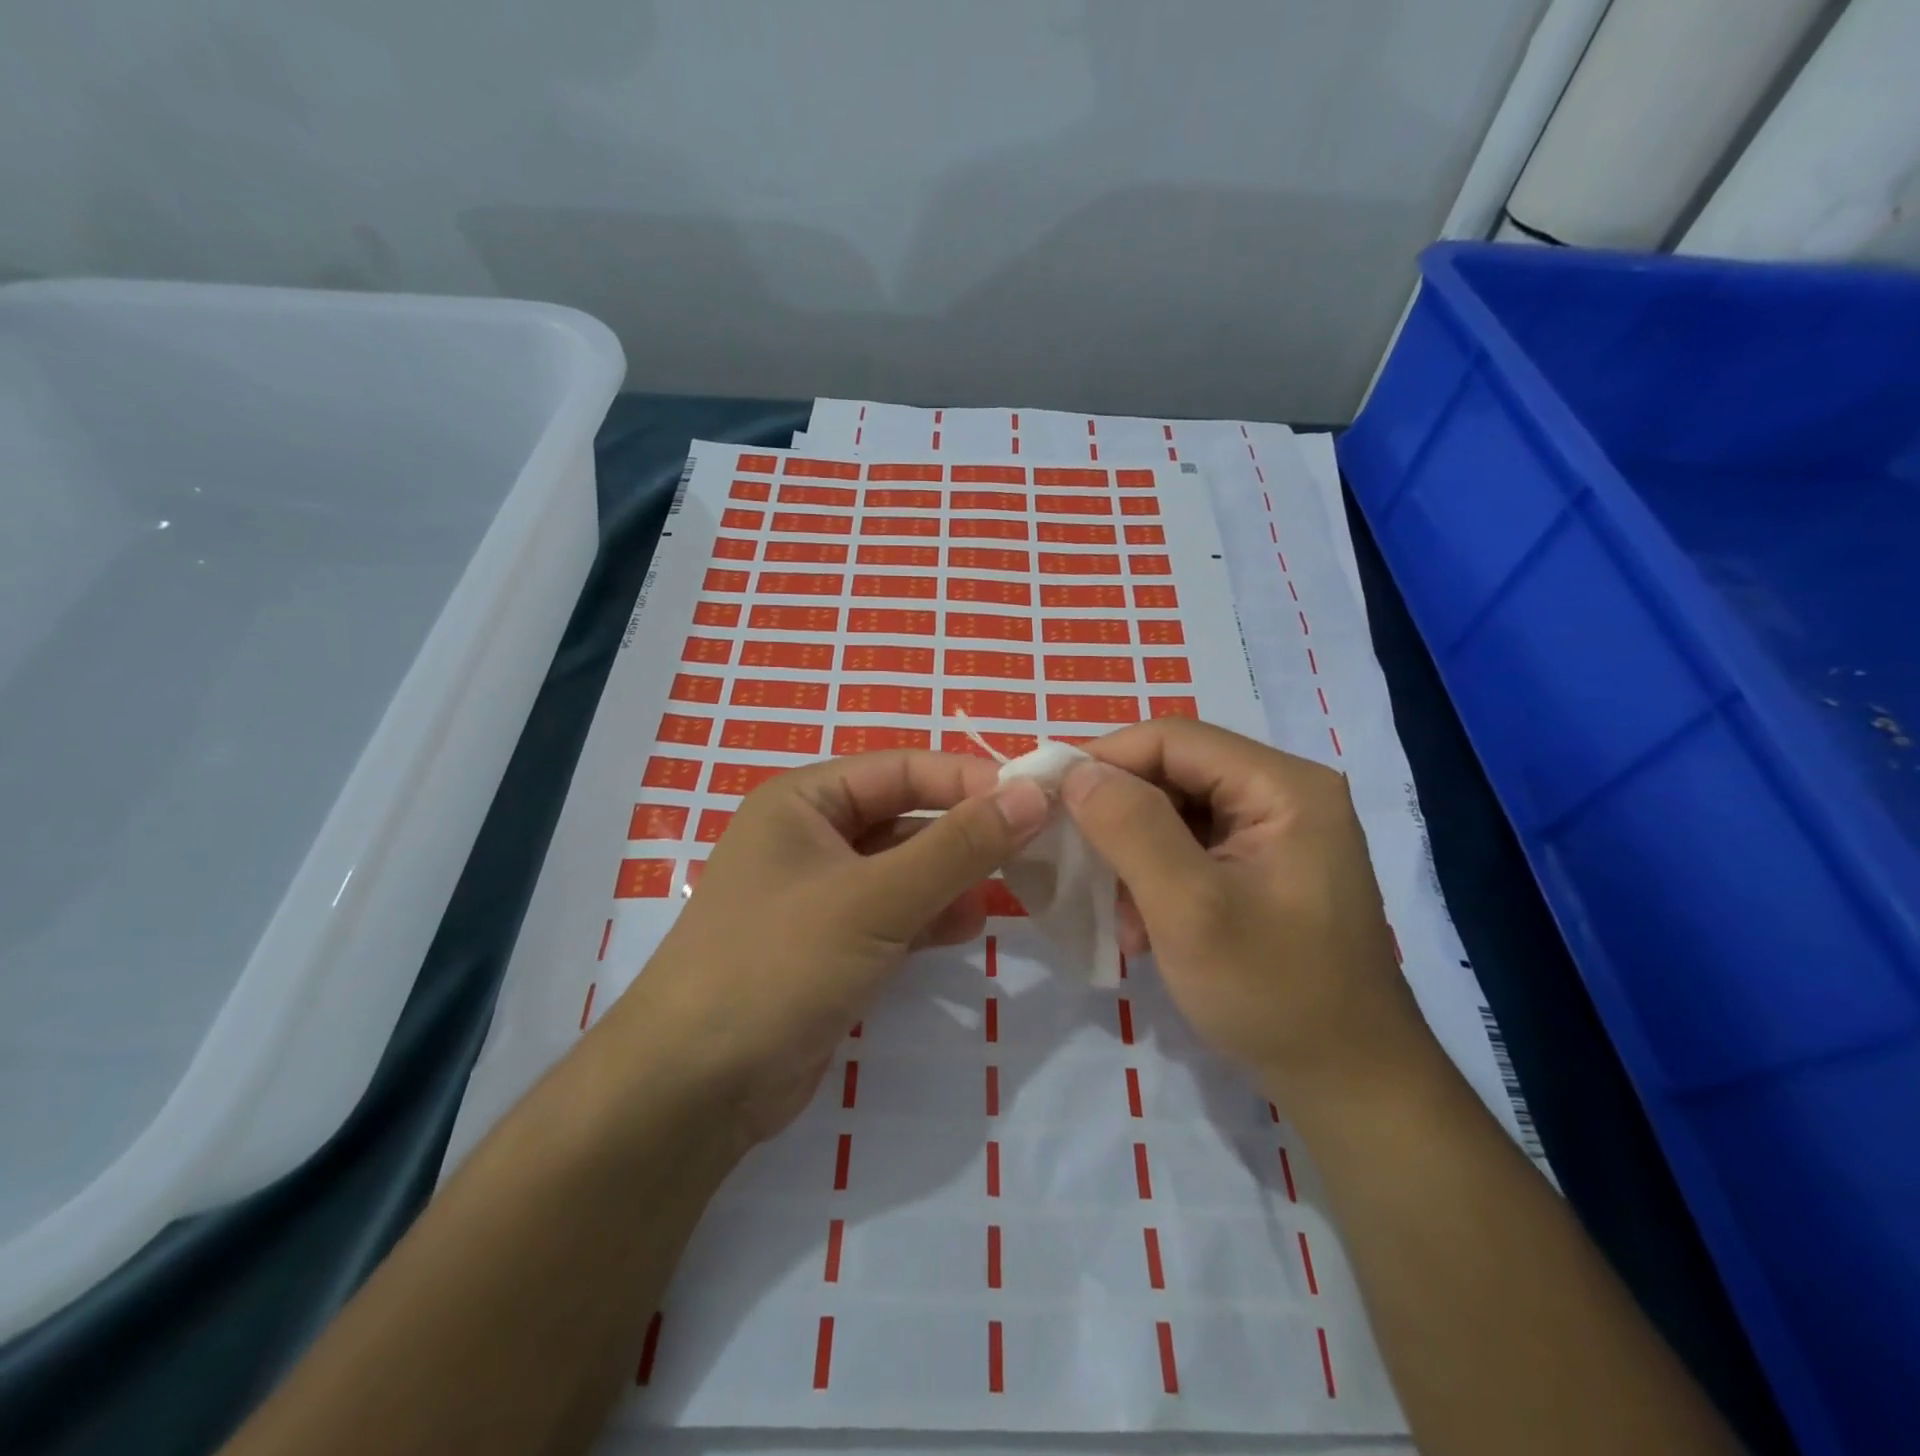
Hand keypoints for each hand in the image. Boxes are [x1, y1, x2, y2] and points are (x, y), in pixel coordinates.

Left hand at [602, 751, 1049, 1142]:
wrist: (694, 1089)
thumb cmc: (778, 965)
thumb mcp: (875, 899)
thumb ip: (958, 846)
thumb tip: (1034, 793)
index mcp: (805, 800)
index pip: (903, 768)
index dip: (969, 778)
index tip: (1036, 798)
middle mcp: (811, 836)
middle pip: (906, 816)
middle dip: (965, 832)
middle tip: (1033, 847)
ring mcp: (820, 893)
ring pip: (905, 868)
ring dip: (953, 876)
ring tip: (1004, 893)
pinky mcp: (831, 945)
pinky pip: (895, 913)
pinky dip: (931, 916)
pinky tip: (965, 929)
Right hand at [1061, 719, 1432, 1106]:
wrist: (1351, 1085)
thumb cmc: (1274, 994)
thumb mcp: (1190, 909)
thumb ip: (1131, 830)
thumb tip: (1077, 772)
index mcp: (1283, 786)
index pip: (1174, 739)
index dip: (1105, 760)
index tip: (1050, 799)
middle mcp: (1284, 793)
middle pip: (1175, 772)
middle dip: (1119, 816)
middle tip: (1076, 862)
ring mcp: (1277, 832)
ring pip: (1176, 811)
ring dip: (1133, 855)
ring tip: (1116, 912)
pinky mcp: (1264, 867)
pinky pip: (1192, 847)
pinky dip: (1156, 878)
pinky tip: (1143, 928)